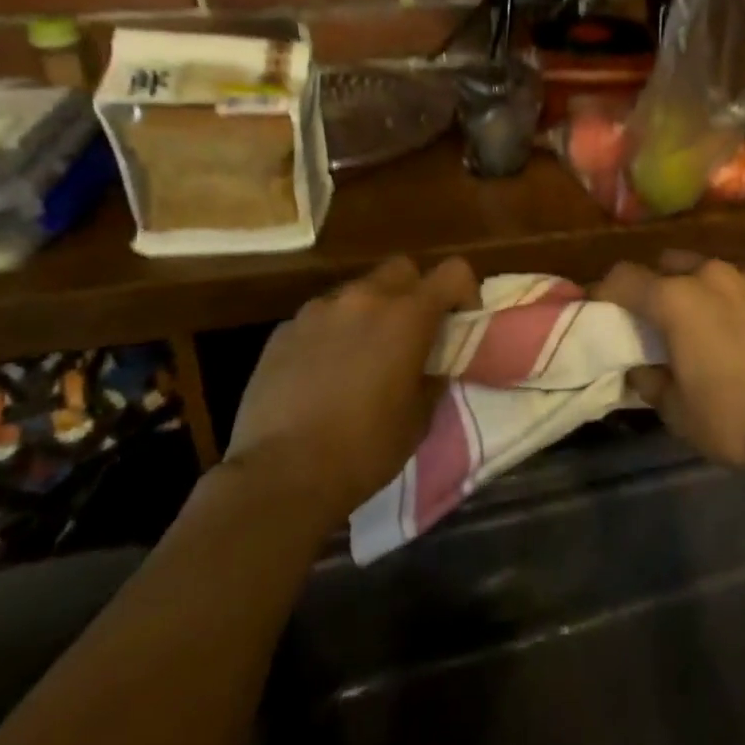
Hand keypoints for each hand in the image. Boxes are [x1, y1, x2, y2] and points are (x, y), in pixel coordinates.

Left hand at [223, 256, 478, 522]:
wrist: (280, 476)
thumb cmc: (365, 448)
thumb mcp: (419, 416)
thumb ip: (433, 374)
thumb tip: (433, 363)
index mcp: (407, 315)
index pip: (454, 271)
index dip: (464, 291)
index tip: (459, 322)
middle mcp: (364, 298)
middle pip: (402, 268)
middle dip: (414, 292)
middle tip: (411, 333)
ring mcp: (319, 310)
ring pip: (357, 291)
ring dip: (369, 312)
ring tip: (362, 354)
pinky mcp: (284, 330)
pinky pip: (321, 317)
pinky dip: (332, 332)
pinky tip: (322, 372)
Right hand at [595, 257, 744, 467]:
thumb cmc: (732, 417)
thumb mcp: (676, 411)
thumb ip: (651, 381)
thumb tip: (642, 368)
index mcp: (675, 299)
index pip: (624, 278)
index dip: (607, 291)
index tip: (602, 308)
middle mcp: (712, 275)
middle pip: (671, 264)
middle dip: (659, 284)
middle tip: (661, 318)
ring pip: (716, 272)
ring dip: (705, 292)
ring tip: (713, 325)